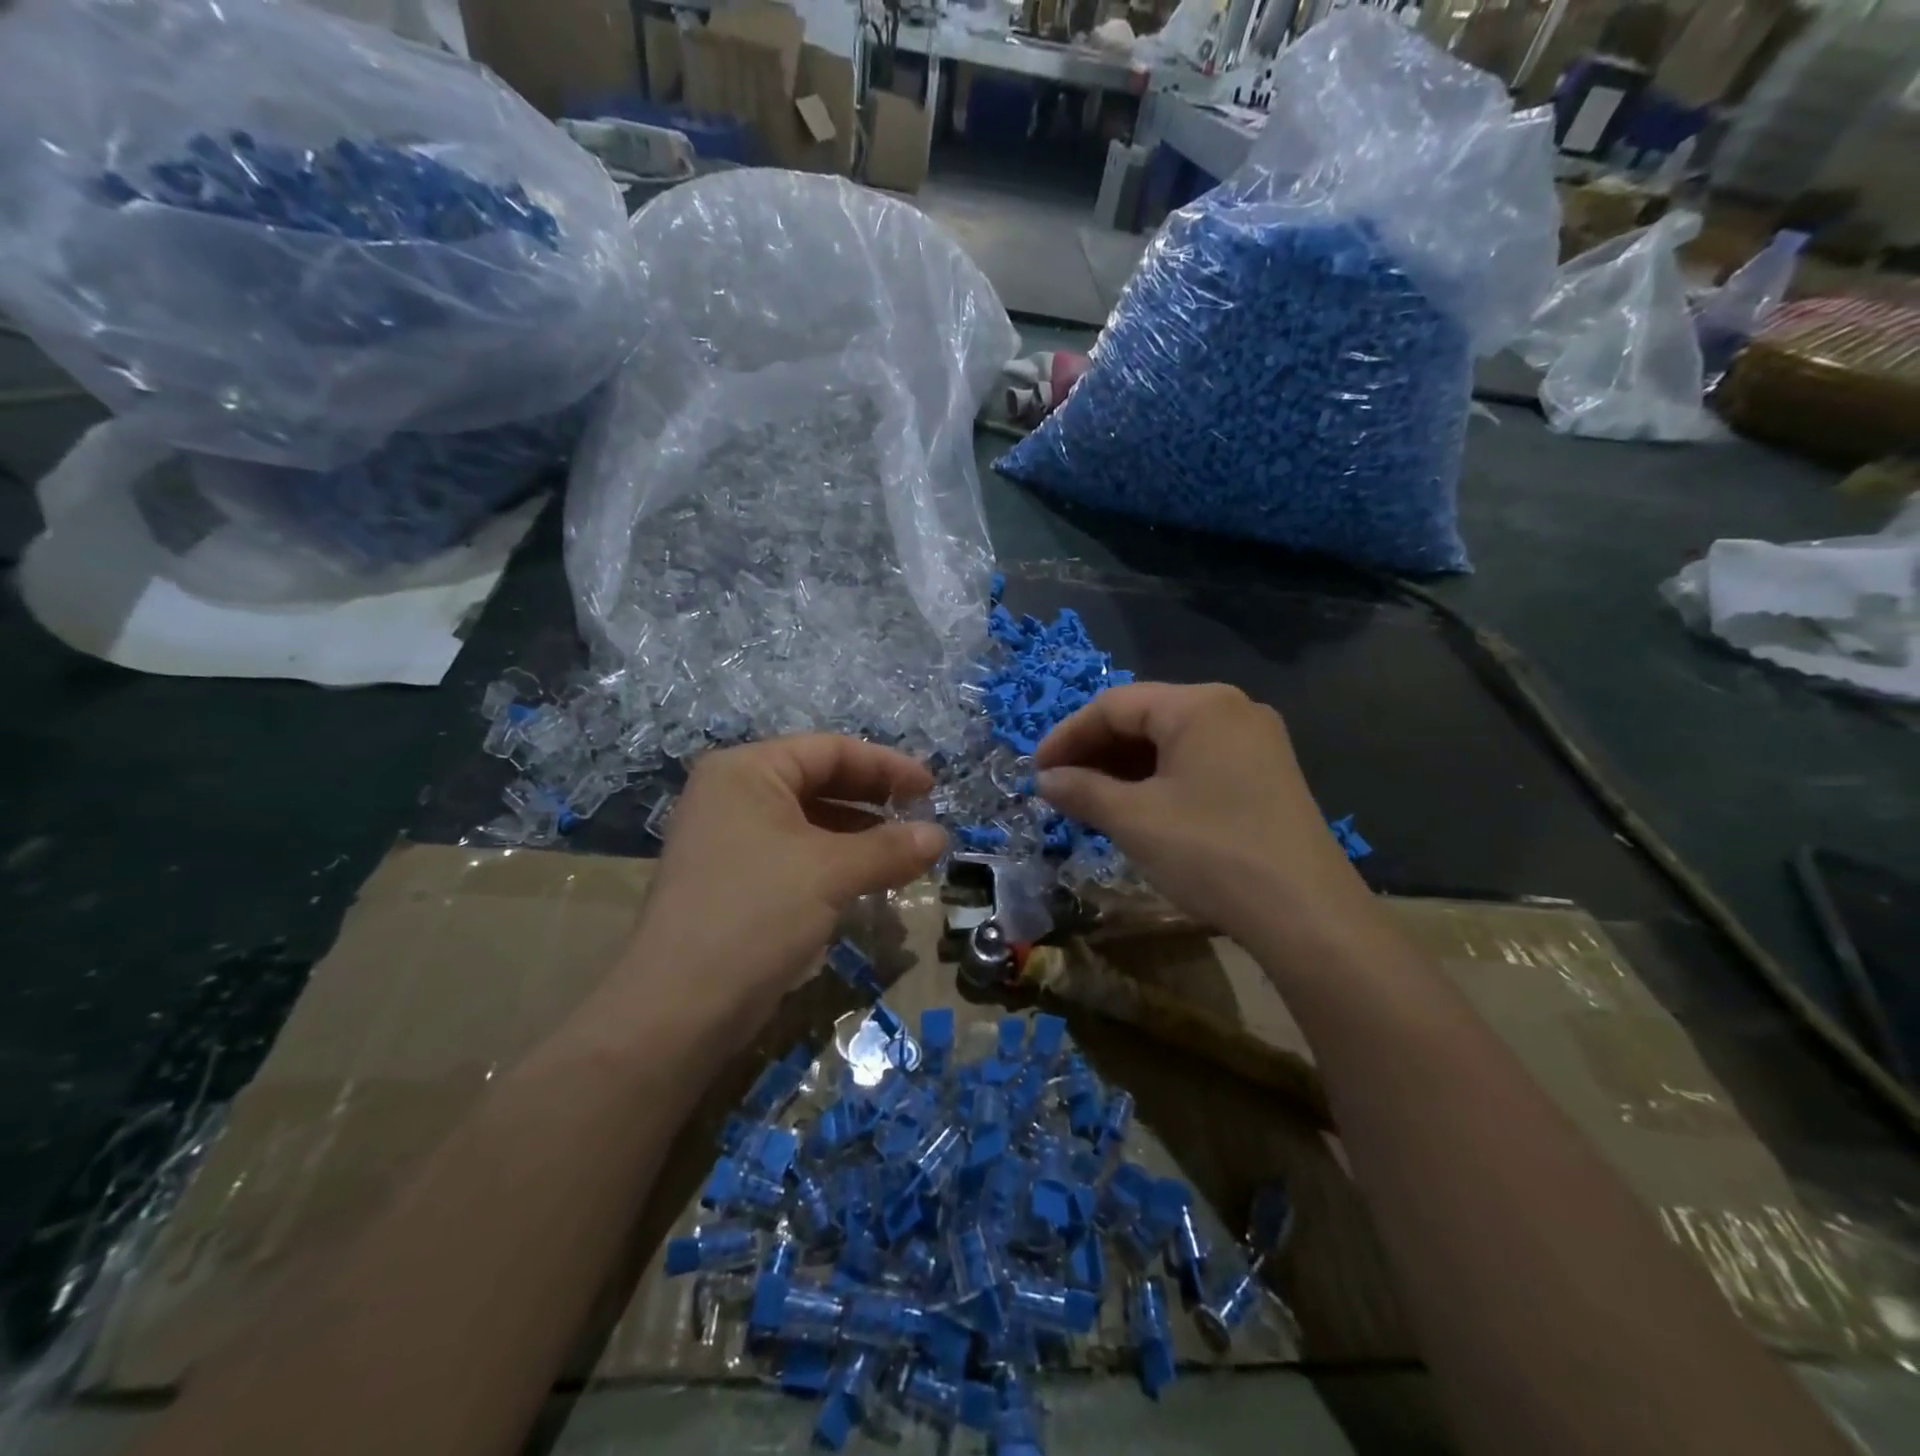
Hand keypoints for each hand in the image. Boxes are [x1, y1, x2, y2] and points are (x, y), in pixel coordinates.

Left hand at [615, 735, 945, 1030]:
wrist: (679, 1008)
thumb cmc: (756, 913)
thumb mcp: (831, 872)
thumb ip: (890, 847)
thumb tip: (940, 837)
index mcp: (746, 770)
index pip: (829, 750)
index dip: (886, 766)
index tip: (931, 789)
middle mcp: (732, 794)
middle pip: (818, 781)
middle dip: (873, 800)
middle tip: (921, 818)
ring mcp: (728, 838)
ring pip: (808, 821)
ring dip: (858, 834)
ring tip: (903, 852)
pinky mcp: (732, 879)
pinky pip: (795, 853)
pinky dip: (834, 860)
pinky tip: (866, 880)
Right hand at [1036, 683, 1371, 945]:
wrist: (1306, 914)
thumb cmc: (1210, 852)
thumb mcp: (1134, 819)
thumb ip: (1082, 791)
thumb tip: (1046, 780)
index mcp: (1199, 705)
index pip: (1115, 705)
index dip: (1068, 735)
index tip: (1037, 770)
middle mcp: (1231, 709)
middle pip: (1145, 717)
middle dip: (1096, 752)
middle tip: (1060, 787)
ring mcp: (1255, 741)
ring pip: (1171, 742)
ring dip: (1124, 768)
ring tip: (1091, 801)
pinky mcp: (1266, 774)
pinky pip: (1197, 762)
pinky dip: (1159, 780)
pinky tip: (1136, 808)